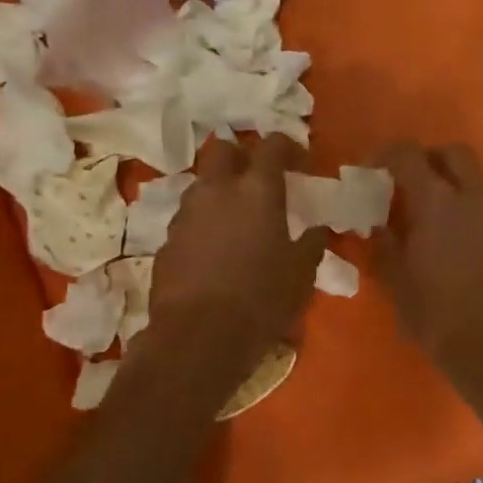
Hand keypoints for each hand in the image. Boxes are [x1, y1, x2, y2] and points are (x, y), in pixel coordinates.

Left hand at [140, 134, 326, 400]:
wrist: (198, 338)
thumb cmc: (262, 300)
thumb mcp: (302, 274)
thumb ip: (312, 244)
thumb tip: (317, 230)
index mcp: (258, 191)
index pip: (272, 145)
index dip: (288, 146)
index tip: (301, 161)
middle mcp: (217, 191)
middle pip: (223, 149)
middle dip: (241, 156)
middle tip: (258, 178)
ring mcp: (186, 214)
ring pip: (202, 184)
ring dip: (220, 191)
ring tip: (237, 218)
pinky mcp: (166, 241)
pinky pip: (188, 219)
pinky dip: (203, 224)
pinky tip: (215, 251)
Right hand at [375, 143, 482, 395]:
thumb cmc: (437, 317)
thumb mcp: (397, 281)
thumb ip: (384, 243)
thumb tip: (377, 224)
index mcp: (437, 202)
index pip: (408, 154)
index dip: (386, 155)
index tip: (373, 172)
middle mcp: (475, 197)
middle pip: (454, 153)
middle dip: (429, 160)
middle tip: (410, 186)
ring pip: (478, 180)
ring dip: (455, 186)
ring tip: (436, 218)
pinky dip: (474, 211)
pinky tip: (463, 244)